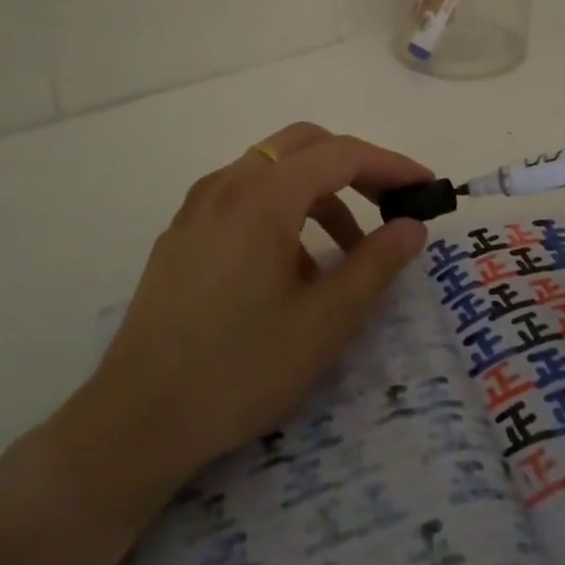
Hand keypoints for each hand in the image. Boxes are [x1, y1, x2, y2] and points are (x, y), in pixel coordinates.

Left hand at [76, 123, 430, 496]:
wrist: (136, 420)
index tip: (427, 189)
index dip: (391, 165)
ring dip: (318, 190)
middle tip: (389, 206)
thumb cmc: (239, 370)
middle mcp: (228, 184)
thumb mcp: (323, 323)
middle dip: (354, 166)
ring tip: (345, 251)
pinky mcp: (182, 231)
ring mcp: (198, 205)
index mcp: (264, 196)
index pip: (342, 154)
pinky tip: (291, 264)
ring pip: (272, 166)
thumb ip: (375, 265)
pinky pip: (244, 193)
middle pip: (305, 144)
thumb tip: (411, 225)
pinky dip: (282, 206)